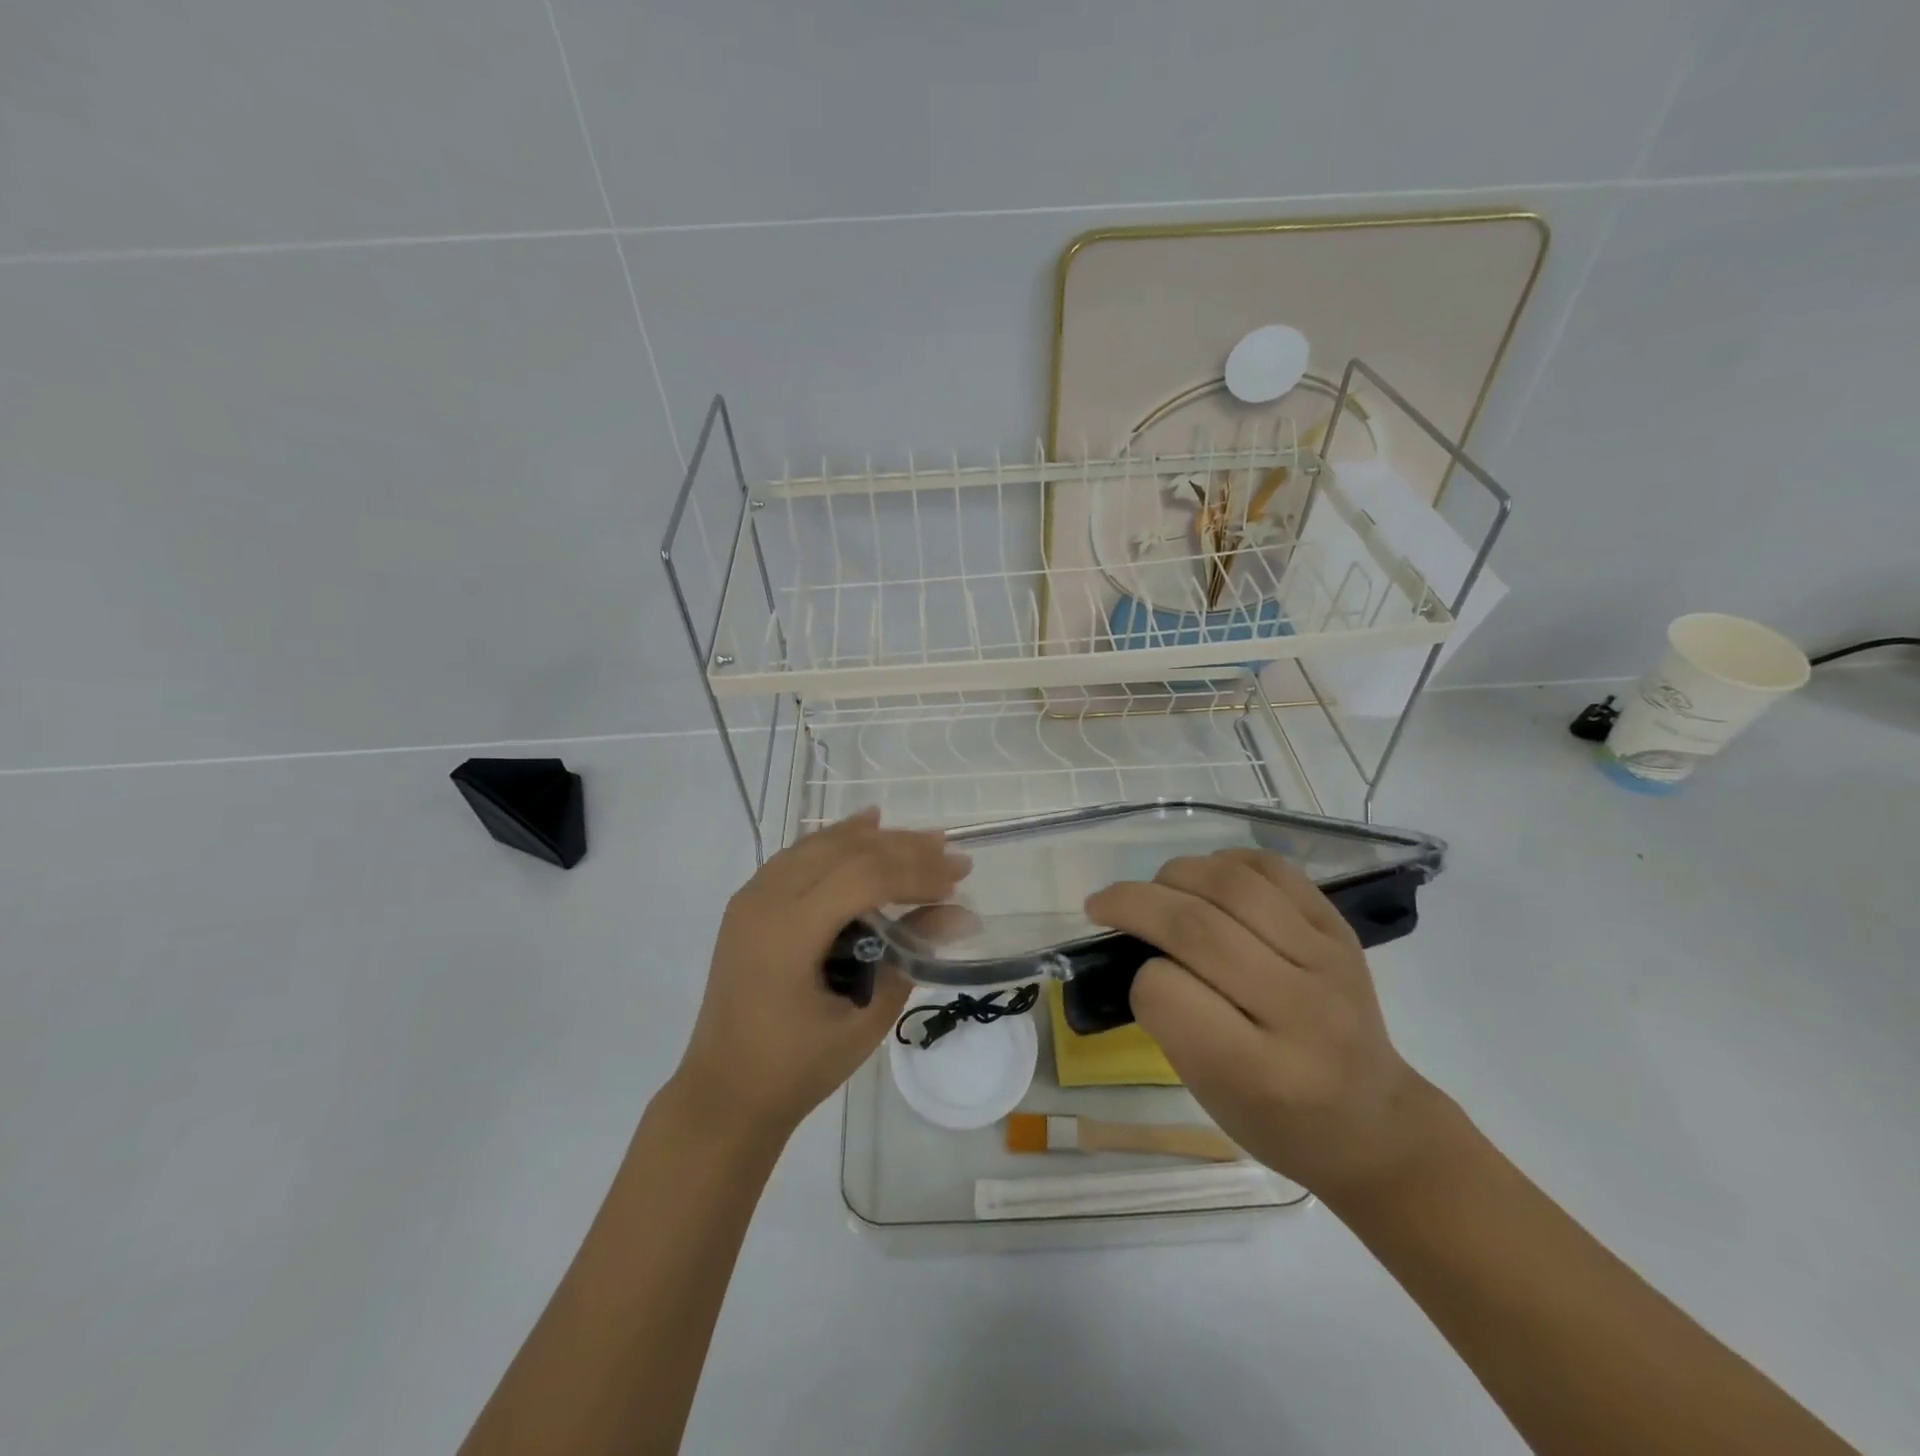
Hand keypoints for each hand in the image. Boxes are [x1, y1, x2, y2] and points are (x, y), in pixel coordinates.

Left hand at [671, 809, 969, 1140]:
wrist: (725, 1093)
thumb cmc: (797, 1068)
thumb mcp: (865, 1018)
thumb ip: (911, 957)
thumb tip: (962, 915)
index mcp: (787, 933)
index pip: (863, 878)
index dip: (915, 872)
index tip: (958, 878)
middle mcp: (764, 901)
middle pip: (845, 851)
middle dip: (903, 848)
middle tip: (950, 852)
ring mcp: (751, 897)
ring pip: (821, 845)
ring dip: (874, 839)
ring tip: (921, 839)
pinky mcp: (749, 902)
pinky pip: (799, 855)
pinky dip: (837, 841)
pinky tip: (864, 830)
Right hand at [1085, 848, 1439, 1200]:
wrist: (1373, 1122)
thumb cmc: (1276, 1120)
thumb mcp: (1208, 1092)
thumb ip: (1170, 1018)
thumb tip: (1140, 941)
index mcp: (1261, 1072)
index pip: (1167, 993)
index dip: (1137, 976)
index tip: (1134, 977)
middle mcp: (1302, 1011)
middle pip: (1197, 928)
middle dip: (1133, 903)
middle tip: (1101, 904)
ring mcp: (1328, 961)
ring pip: (1232, 885)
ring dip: (1175, 874)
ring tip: (1155, 889)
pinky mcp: (1340, 930)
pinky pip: (1272, 870)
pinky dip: (1224, 862)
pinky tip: (1205, 878)